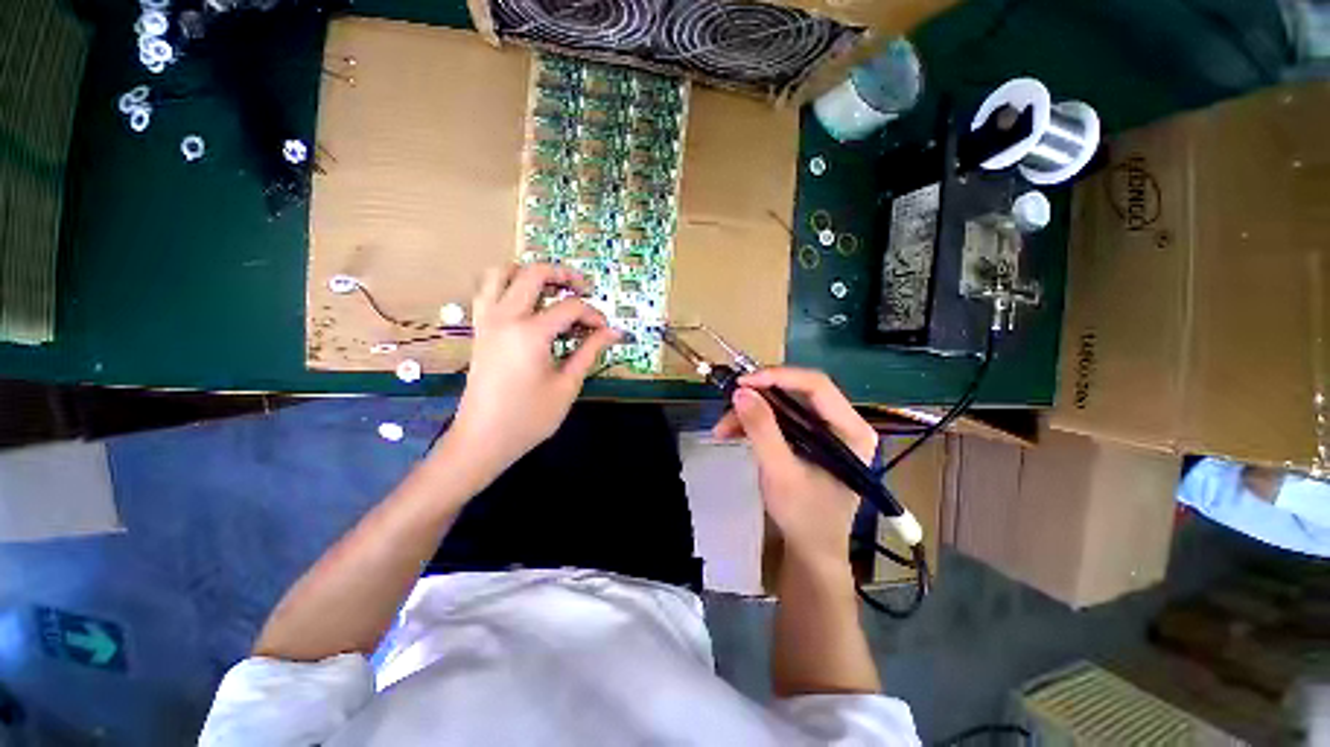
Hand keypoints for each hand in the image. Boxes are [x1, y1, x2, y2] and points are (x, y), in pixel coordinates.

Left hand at [448, 263, 620, 472]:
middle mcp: (505, 317)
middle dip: (564, 275)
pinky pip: (486, 290)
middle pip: (534, 273)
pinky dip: (506, 284)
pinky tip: (525, 303)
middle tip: (583, 289)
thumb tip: (614, 332)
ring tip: (551, 288)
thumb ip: (590, 351)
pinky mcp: (479, 329)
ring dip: (528, 272)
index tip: (605, 331)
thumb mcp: (567, 385)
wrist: (482, 439)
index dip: (594, 315)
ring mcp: (487, 320)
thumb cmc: (529, 417)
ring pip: (500, 272)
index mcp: (530, 333)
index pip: (570, 307)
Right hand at [713, 368, 877, 566]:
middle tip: (729, 403)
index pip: (817, 386)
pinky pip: (777, 419)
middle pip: (797, 392)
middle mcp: (841, 423)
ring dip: (750, 413)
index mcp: (851, 430)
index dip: (778, 377)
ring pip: (782, 405)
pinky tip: (731, 433)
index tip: (743, 383)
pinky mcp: (806, 438)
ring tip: (722, 428)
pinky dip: (753, 423)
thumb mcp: (780, 472)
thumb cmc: (805, 515)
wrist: (809, 550)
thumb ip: (762, 430)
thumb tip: (740, 391)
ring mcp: (823, 430)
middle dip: (758, 397)